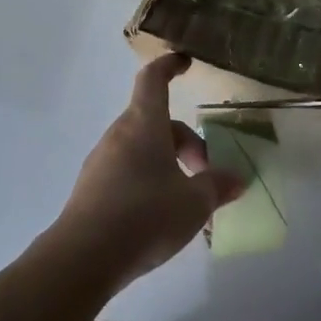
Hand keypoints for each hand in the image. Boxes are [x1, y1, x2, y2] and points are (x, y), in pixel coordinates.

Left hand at [47, 54, 245, 291]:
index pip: (154, 80)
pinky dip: (148, 179)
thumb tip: (237, 179)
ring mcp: (101, 160)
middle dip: (185, 141)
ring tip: (187, 199)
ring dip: (167, 162)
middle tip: (207, 172)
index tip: (185, 62)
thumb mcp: (194, 203)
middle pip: (156, 122)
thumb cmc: (145, 216)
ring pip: (142, 147)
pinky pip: (127, 170)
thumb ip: (217, 186)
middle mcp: (119, 135)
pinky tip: (160, 214)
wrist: (84, 257)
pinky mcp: (91, 188)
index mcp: (144, 125)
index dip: (169, 66)